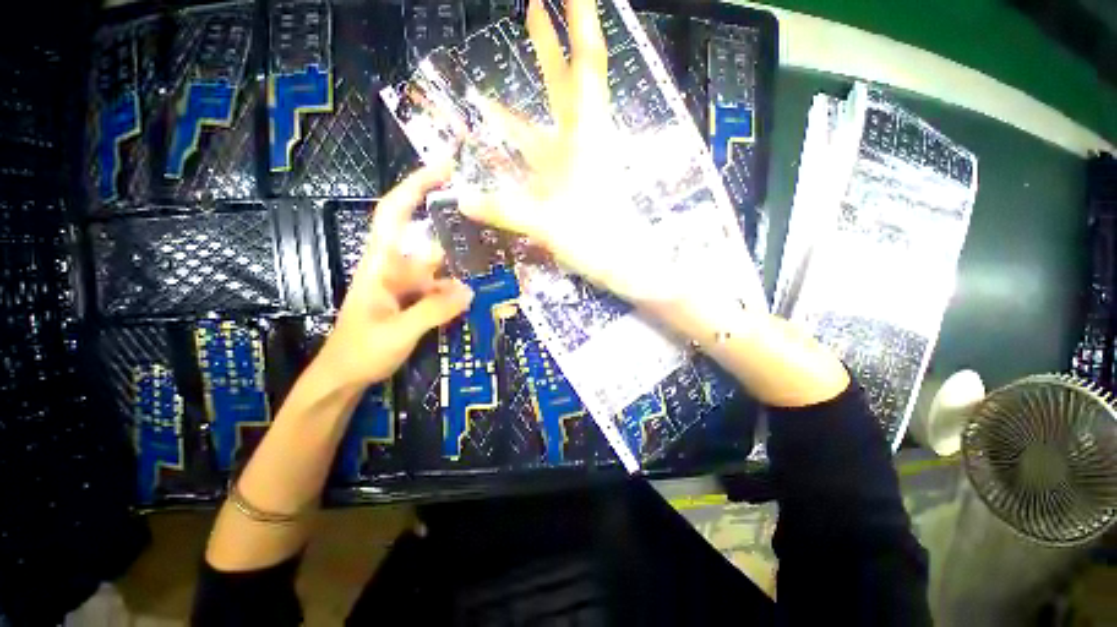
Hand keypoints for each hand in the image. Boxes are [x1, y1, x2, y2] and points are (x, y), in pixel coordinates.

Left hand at [318, 165, 473, 388]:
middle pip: (423, 234)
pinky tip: (475, 290)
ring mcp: (405, 284)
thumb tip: (470, 291)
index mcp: (380, 265)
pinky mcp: (413, 299)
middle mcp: (393, 267)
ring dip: (458, 258)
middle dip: (449, 220)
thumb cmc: (361, 352)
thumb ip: (433, 311)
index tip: (444, 168)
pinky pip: (439, 285)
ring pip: (436, 262)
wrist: (344, 376)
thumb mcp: (397, 332)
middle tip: (485, 215)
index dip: (415, 186)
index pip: (394, 214)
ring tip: (488, 254)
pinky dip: (456, 284)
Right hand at [459, 0, 674, 303]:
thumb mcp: (549, 224)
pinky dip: (518, 147)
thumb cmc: (597, 239)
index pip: (586, 66)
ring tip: (492, 83)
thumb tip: (460, 199)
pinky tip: (497, 143)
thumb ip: (505, 210)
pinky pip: (539, 157)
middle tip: (532, 6)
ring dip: (526, 95)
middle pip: (566, 82)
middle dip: (551, 44)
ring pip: (547, 120)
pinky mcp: (568, 183)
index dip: (579, 22)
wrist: (624, 265)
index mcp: (585, 137)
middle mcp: (580, 142)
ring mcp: (573, 163)